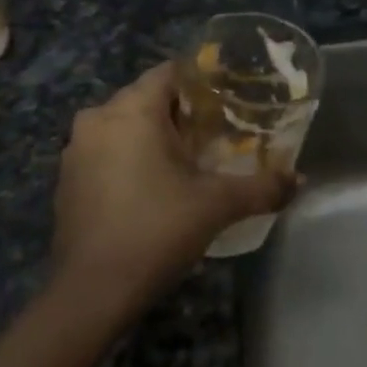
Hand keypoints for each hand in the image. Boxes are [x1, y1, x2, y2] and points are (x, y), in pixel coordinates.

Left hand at [52, 62, 295, 302]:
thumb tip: (299, 180)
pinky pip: (105, 151)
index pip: (170, 72)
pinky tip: (152, 187)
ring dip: (152, 136)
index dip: (201, 81)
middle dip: (181, 111)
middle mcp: (98, 118)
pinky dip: (128, 158)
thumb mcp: (217, 206)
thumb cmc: (155, 231)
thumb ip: (261, 187)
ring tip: (188, 160)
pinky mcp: (66, 180)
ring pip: (123, 125)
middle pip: (147, 97)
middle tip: (216, 132)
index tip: (228, 99)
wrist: (91, 294)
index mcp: (132, 109)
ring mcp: (76, 150)